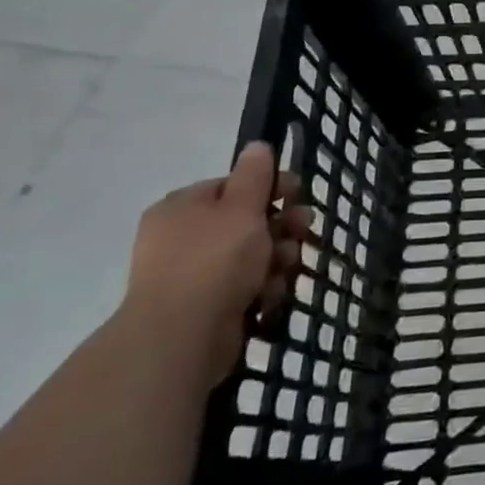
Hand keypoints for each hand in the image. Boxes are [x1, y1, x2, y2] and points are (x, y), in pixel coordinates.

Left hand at [123, 142, 311, 387]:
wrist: (181, 338)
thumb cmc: (214, 260)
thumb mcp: (242, 207)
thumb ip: (254, 174)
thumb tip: (257, 146)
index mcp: (182, 207)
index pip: (233, 186)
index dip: (269, 188)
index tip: (297, 195)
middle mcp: (182, 238)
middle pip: (246, 222)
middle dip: (281, 227)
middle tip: (303, 232)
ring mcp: (191, 275)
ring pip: (251, 256)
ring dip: (276, 260)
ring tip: (284, 270)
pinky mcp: (203, 309)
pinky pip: (243, 288)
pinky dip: (261, 290)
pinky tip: (268, 297)